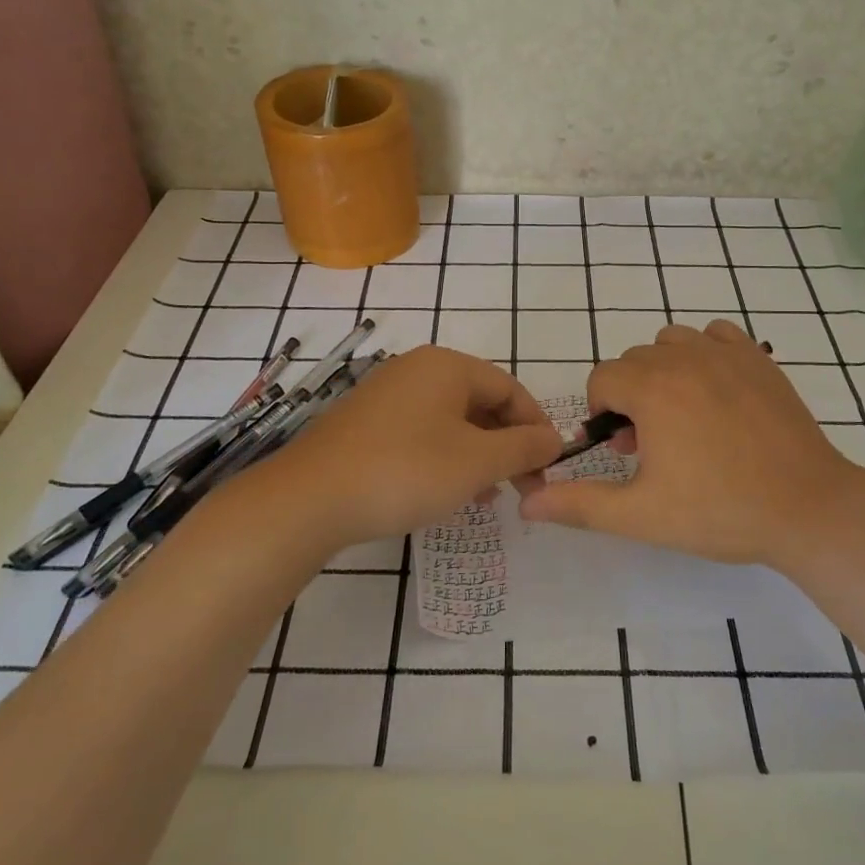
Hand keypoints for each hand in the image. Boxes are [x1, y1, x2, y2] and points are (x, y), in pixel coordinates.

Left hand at [247, 345, 562, 552]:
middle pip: (480, 403)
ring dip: (478, 455)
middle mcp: (417, 369)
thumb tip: (555, 440)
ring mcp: (386, 394)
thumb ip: (524, 448)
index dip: (536, 428)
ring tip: (490, 495)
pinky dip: (445, 457)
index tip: (550, 468)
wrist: (309, 499)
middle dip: (507, 446)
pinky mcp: (365, 423)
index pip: (510, 389)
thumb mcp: (477, 462)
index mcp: (447, 366)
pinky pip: (421, 432)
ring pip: (451, 421)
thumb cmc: (405, 471)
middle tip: (523, 488)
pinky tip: (449, 491)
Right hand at [519, 320, 864, 568]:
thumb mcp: (641, 515)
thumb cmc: (720, 511)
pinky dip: (705, 354)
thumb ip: (580, 504)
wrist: (808, 508)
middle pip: (634, 361)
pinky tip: (717, 394)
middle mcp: (684, 357)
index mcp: (651, 388)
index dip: (602, 414)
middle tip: (654, 446)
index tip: (624, 450)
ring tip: (682, 417)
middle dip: (631, 398)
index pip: (602, 378)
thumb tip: (528, 502)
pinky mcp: (759, 358)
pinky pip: (716, 335)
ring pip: (672, 343)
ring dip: (664, 372)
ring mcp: (726, 353)